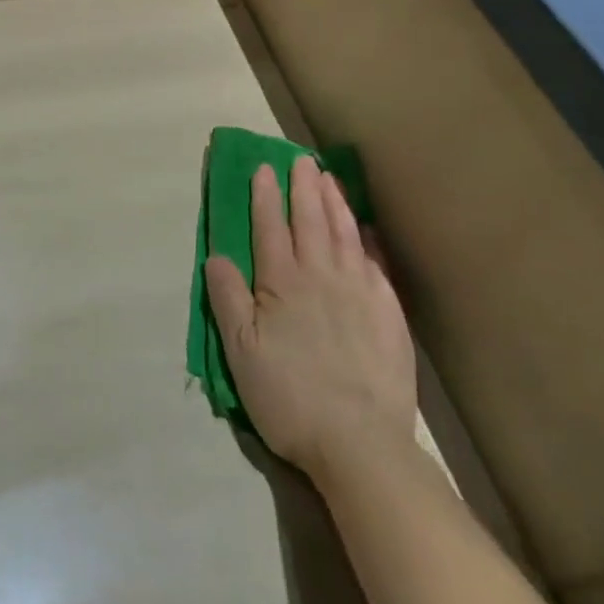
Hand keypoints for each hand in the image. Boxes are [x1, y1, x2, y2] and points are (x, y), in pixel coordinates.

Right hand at [205, 156, 414, 478]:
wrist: (360, 443)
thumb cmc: (290, 396)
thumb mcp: (241, 352)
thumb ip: (228, 299)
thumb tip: (216, 255)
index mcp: (282, 283)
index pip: (269, 227)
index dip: (265, 195)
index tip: (263, 168)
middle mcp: (321, 275)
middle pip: (310, 220)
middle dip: (303, 187)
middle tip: (301, 159)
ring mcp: (359, 291)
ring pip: (344, 234)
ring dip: (334, 203)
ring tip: (328, 178)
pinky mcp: (388, 313)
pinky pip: (375, 263)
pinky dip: (367, 240)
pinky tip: (365, 229)